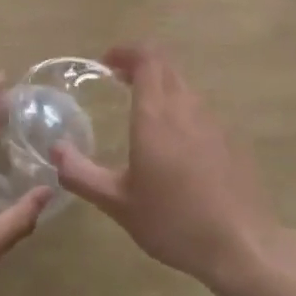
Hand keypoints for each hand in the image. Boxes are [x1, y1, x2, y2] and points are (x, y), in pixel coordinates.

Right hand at [53, 46, 281, 288]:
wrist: (240, 244)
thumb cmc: (173, 222)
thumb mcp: (118, 204)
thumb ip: (81, 174)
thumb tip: (55, 150)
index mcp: (156, 115)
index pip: (146, 58)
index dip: (126, 51)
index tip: (106, 63)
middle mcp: (186, 107)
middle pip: (166, 65)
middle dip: (140, 64)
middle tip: (118, 80)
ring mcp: (213, 120)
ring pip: (184, 85)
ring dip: (161, 85)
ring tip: (142, 110)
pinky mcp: (231, 137)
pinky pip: (201, 108)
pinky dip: (181, 108)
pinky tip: (174, 142)